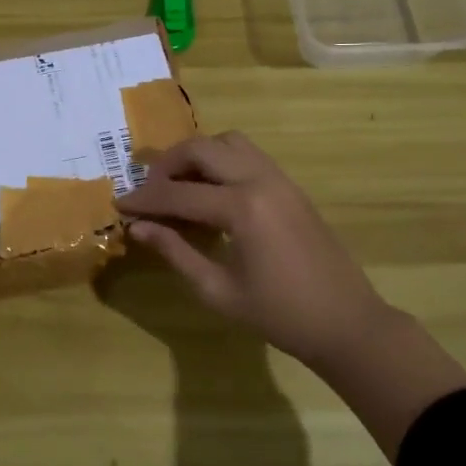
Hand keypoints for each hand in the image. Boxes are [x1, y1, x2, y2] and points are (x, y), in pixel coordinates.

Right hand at [116, 131, 398, 372]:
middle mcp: (261, 180)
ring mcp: (281, 179)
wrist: (346, 323)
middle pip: (202, 148)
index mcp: (242, 208)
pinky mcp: (291, 186)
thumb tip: (138, 227)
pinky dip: (222, 161)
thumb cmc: (279, 316)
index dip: (144, 199)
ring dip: (197, 155)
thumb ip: (175, 251)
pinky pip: (249, 155)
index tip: (119, 204)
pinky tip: (210, 193)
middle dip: (167, 164)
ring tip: (179, 186)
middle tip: (149, 192)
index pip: (178, 193)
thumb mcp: (217, 290)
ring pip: (228, 142)